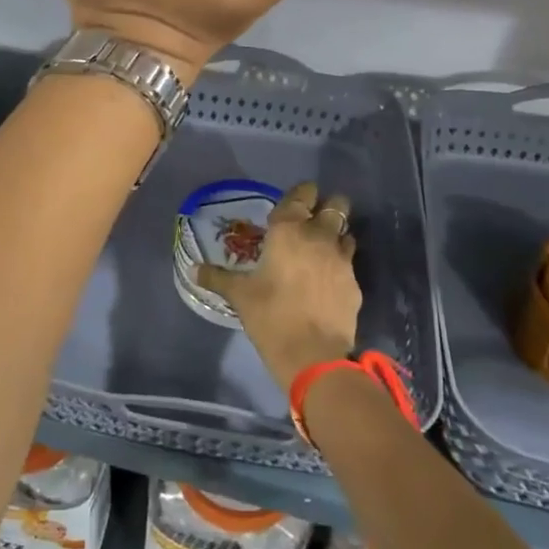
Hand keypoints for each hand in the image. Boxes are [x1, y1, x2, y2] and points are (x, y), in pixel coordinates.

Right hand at [198, 182, 359, 391]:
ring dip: (337, 234)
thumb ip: (217, 277)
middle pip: (336, 205)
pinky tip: (329, 279)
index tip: (298, 197)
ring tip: (322, 247)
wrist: (313, 355)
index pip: (302, 195)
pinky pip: (349, 263)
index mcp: (288, 230)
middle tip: (314, 217)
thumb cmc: (270, 316)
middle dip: (328, 205)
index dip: (302, 192)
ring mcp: (342, 259)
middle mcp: (319, 236)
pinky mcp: (355, 283)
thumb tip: (194, 269)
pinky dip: (341, 264)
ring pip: (346, 232)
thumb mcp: (239, 295)